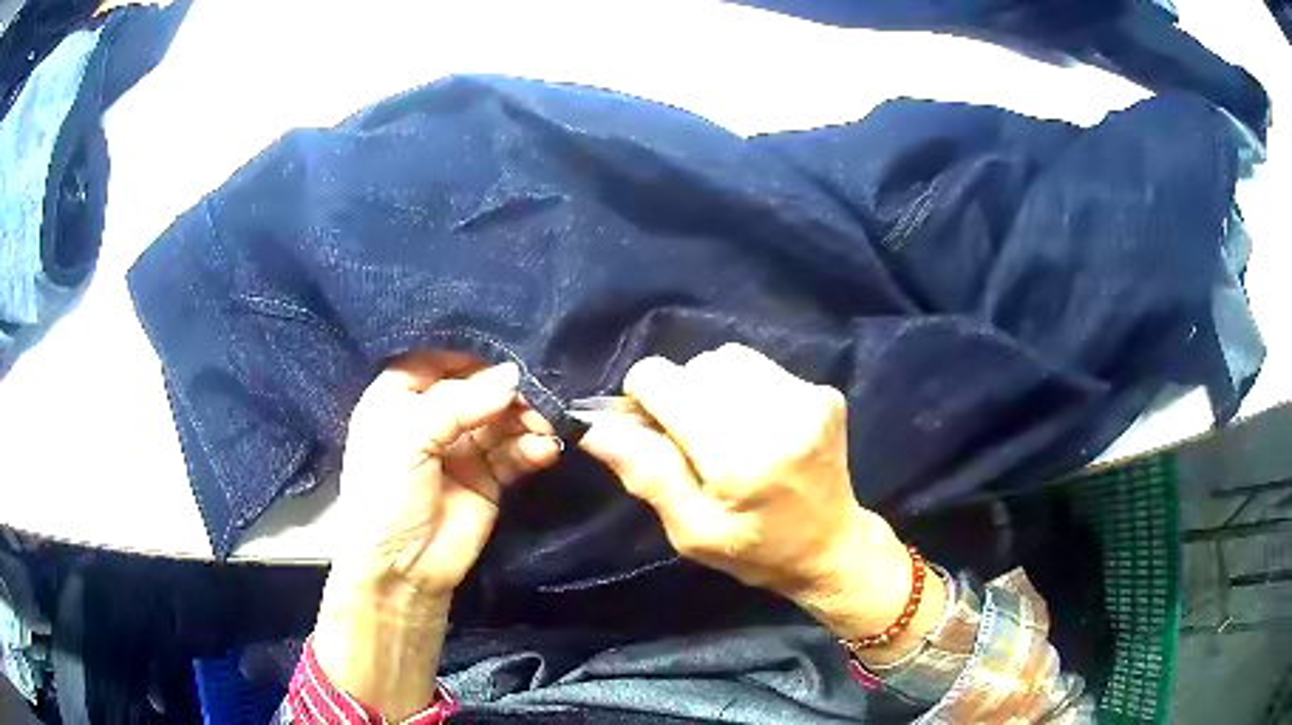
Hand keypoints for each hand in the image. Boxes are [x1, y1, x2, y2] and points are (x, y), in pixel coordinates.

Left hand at [315, 352, 560, 717]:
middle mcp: (432, 416)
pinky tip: (545, 450)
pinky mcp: (489, 477)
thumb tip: (513, 375)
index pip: (439, 360)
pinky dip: (533, 448)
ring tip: (544, 428)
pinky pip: (516, 453)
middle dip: (508, 392)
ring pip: (502, 419)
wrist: (401, 569)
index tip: (506, 355)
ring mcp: (462, 448)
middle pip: (478, 389)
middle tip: (536, 399)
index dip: (471, 356)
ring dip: (526, 420)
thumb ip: (459, 403)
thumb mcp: (409, 438)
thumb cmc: (387, 494)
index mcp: (400, 398)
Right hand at [580, 344, 943, 656]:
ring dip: (710, 388)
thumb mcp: (691, 530)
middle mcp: (778, 413)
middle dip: (679, 397)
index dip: (643, 399)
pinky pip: (759, 368)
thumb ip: (647, 475)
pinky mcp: (823, 391)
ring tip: (723, 431)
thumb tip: (595, 428)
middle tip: (691, 441)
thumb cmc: (756, 550)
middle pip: (695, 367)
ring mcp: (807, 396)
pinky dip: (742, 389)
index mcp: (739, 456)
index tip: (651, 431)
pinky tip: (755, 426)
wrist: (831, 545)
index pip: (663, 381)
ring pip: (727, 359)